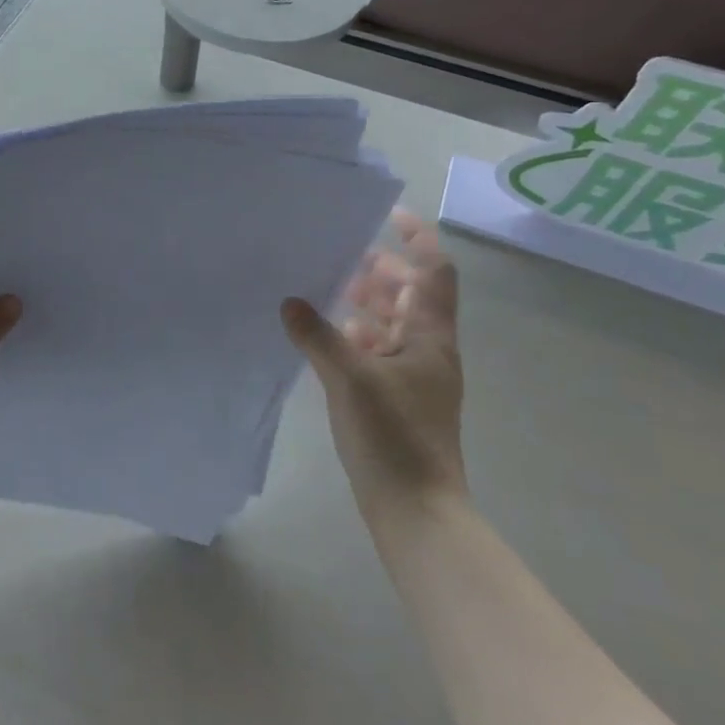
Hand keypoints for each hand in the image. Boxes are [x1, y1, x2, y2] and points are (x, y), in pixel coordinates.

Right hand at [281, 209, 466, 532]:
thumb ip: (317, 335)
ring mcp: (415, 376)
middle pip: (413, 294)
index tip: (387, 215)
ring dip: (369, 302)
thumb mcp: (350, 378)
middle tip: (343, 254)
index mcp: (431, 336)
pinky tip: (327, 336)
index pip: (434, 272)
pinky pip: (380, 351)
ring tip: (330, 289)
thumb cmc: (393, 436)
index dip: (417, 238)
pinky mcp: (397, 399)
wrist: (416, 510)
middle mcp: (428, 349)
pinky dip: (358, 336)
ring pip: (395, 323)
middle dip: (383, 270)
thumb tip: (290, 301)